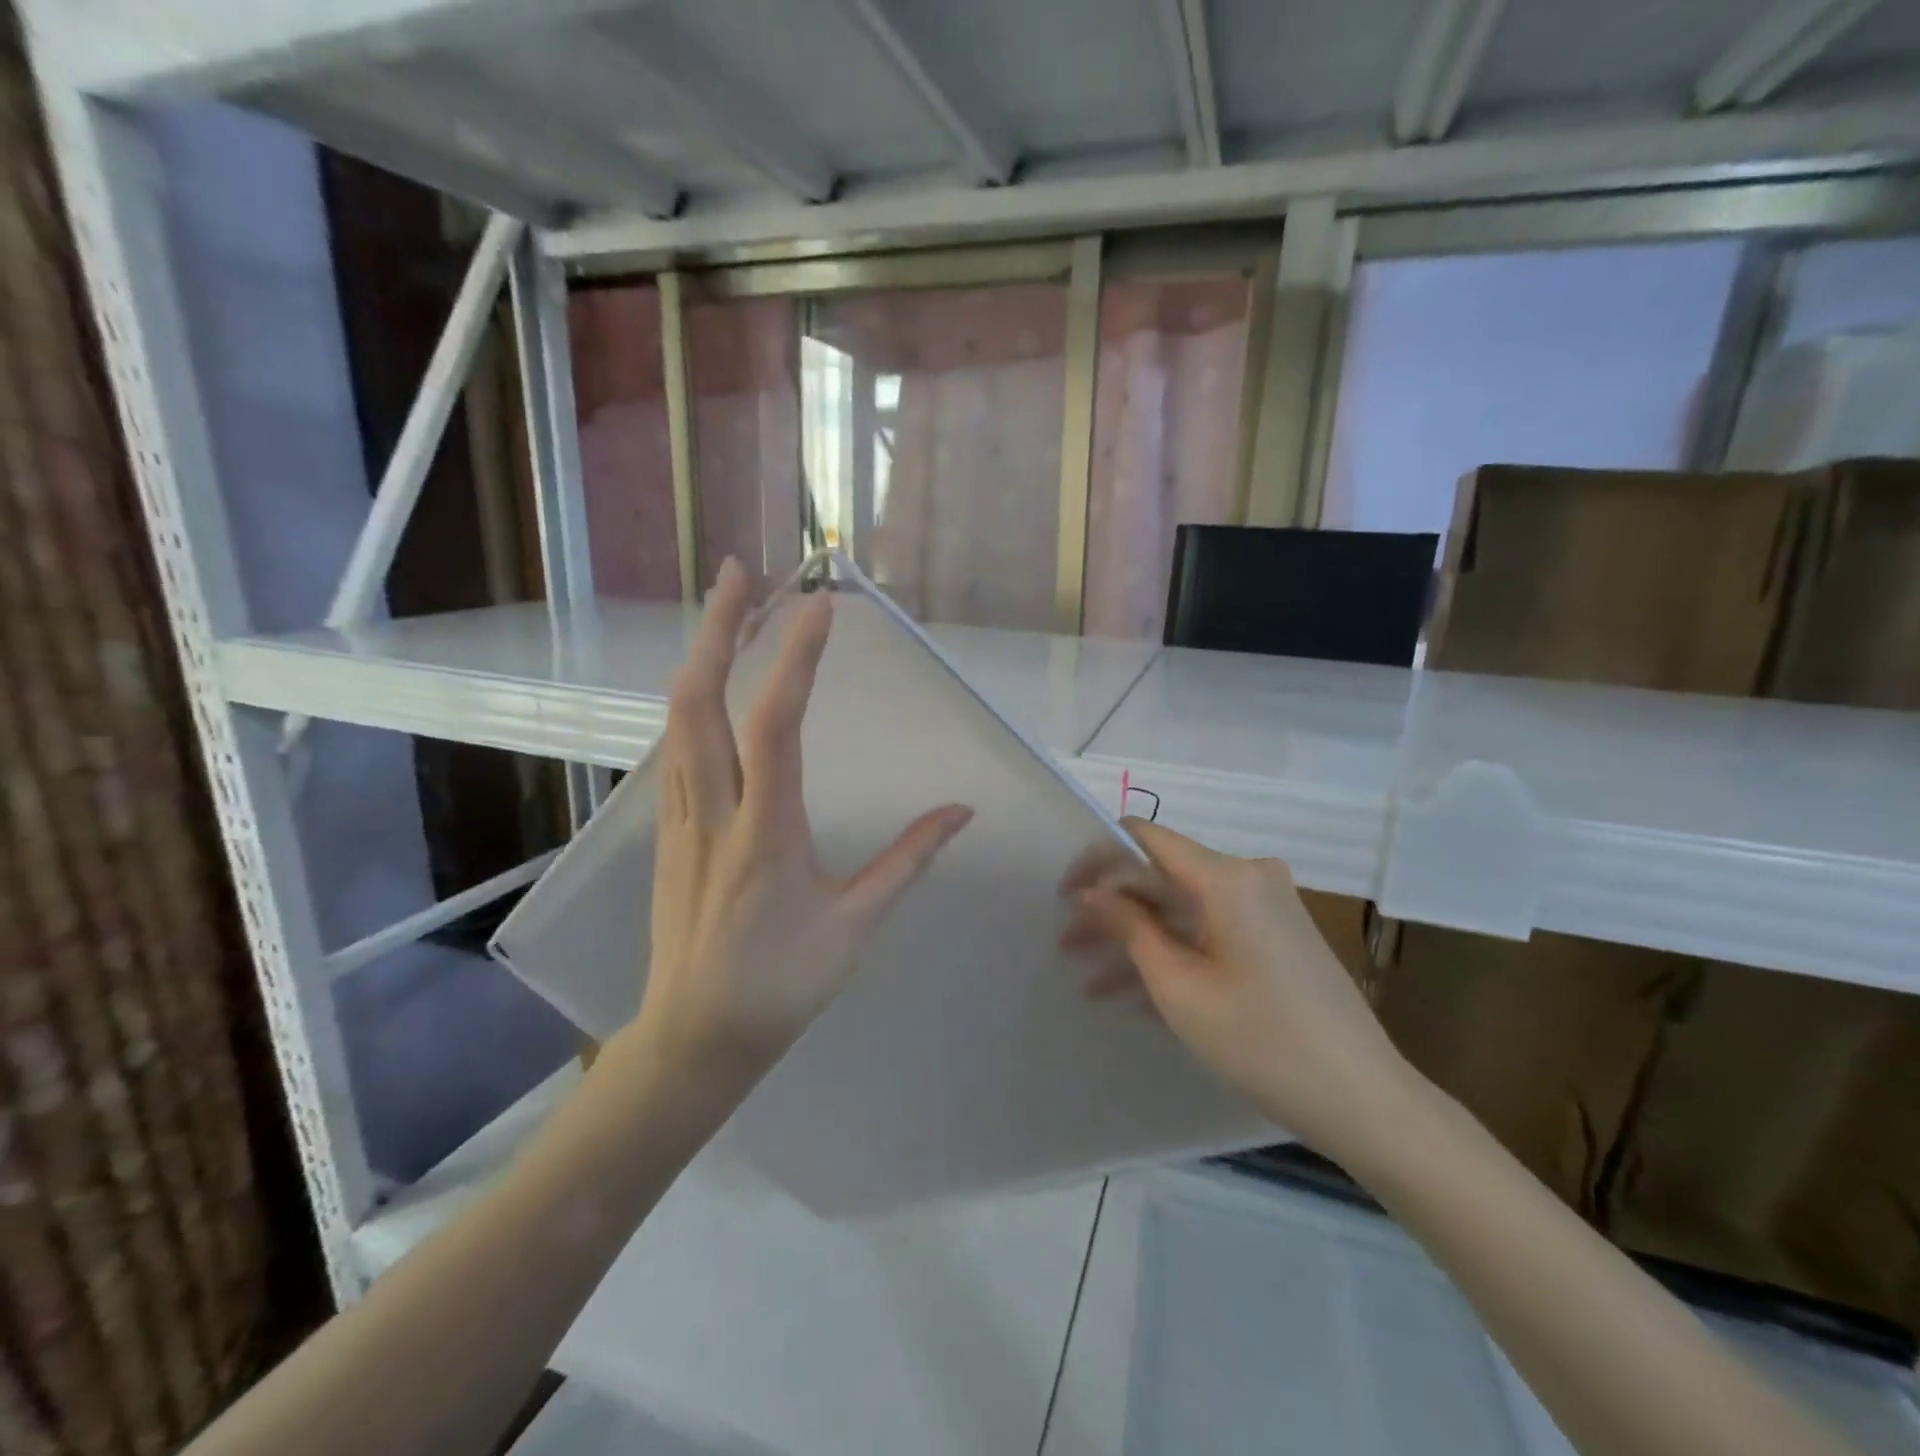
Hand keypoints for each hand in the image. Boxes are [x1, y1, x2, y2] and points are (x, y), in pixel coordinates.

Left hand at [628, 559, 972, 1081]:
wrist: (695, 1036)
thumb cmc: (783, 984)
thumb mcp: (856, 924)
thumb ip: (908, 861)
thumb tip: (961, 813)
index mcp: (765, 831)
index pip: (776, 724)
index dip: (794, 659)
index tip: (816, 606)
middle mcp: (712, 810)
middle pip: (699, 699)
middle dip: (717, 627)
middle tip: (737, 572)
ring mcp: (679, 817)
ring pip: (676, 718)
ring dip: (700, 655)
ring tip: (726, 610)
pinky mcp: (666, 831)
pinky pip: (673, 748)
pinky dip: (691, 700)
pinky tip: (708, 686)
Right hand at [1068, 820, 1410, 1165]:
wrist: (1364, 1100)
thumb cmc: (1261, 1041)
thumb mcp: (1179, 985)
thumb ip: (1130, 926)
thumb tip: (1092, 891)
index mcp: (1227, 877)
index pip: (1144, 836)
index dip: (1097, 858)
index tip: (1064, 894)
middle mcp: (1250, 876)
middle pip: (1162, 876)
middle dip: (1111, 910)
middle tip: (1067, 946)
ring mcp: (1268, 906)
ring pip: (1183, 908)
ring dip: (1137, 939)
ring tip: (1090, 981)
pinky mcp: (1277, 935)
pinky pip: (1210, 929)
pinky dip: (1174, 952)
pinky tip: (1136, 993)